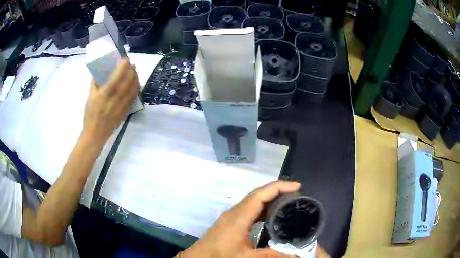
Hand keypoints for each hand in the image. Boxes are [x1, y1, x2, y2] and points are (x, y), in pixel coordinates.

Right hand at [83, 59, 138, 140]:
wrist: (95, 134)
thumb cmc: (90, 115)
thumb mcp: (89, 97)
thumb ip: (94, 83)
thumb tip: (99, 71)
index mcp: (103, 95)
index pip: (115, 79)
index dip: (122, 68)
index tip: (126, 60)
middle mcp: (114, 100)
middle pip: (127, 83)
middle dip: (132, 71)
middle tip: (132, 65)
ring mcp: (121, 107)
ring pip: (132, 90)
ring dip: (135, 79)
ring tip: (135, 72)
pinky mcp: (125, 112)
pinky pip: (133, 98)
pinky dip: (135, 89)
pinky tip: (136, 84)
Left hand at [180, 181, 300, 257]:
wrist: (199, 257)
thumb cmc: (220, 256)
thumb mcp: (247, 257)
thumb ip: (271, 256)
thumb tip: (295, 256)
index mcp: (239, 217)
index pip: (260, 195)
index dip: (278, 187)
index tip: (296, 186)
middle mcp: (234, 212)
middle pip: (257, 194)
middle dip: (277, 190)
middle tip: (296, 194)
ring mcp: (231, 215)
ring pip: (253, 200)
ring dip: (269, 198)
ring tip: (287, 201)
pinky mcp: (229, 220)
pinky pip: (248, 208)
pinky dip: (262, 207)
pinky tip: (270, 215)